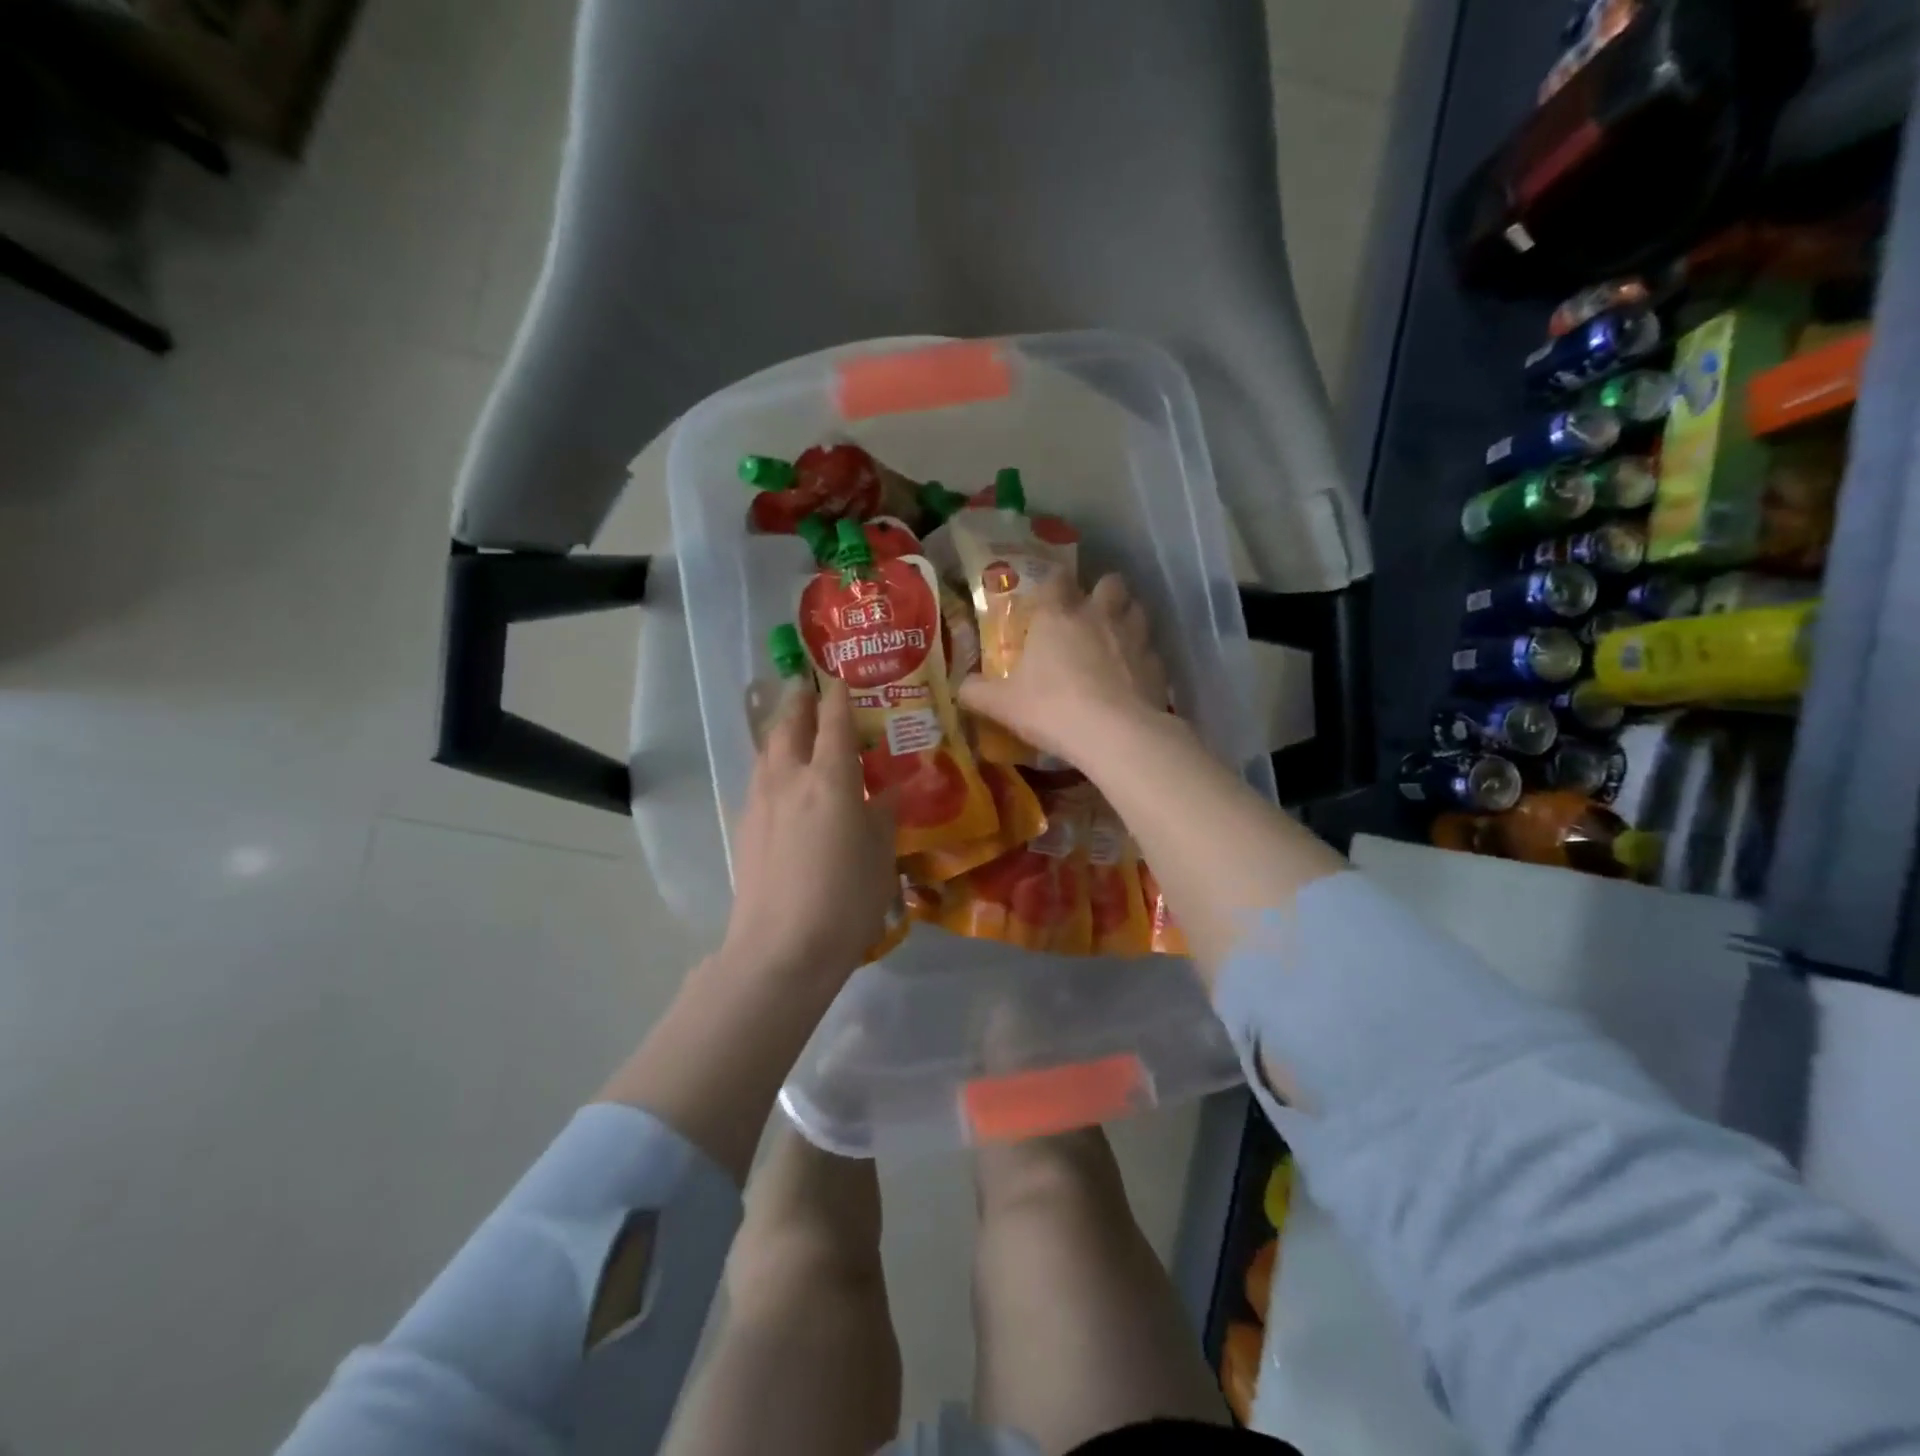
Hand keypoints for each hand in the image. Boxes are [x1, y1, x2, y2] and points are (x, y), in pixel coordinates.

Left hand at [715, 678, 896, 994]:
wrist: (781, 948)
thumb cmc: (846, 899)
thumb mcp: (881, 856)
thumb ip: (883, 815)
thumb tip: (885, 791)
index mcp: (831, 779)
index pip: (834, 723)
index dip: (837, 697)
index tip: (840, 679)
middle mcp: (790, 779)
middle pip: (789, 726)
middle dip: (798, 702)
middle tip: (805, 687)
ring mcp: (761, 802)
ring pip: (767, 751)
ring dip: (779, 730)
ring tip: (790, 725)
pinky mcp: (745, 827)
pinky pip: (759, 778)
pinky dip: (770, 763)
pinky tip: (779, 778)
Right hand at [958, 573, 1167, 764]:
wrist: (1113, 734)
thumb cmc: (1050, 708)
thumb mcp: (1002, 705)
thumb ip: (978, 692)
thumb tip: (959, 687)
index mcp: (1058, 616)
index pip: (1057, 580)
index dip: (1054, 583)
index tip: (1050, 594)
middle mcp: (1099, 615)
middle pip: (1110, 582)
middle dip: (1103, 591)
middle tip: (1091, 612)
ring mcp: (1134, 637)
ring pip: (1137, 609)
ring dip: (1127, 617)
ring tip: (1116, 638)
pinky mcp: (1157, 665)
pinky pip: (1151, 651)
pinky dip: (1143, 658)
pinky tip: (1134, 677)